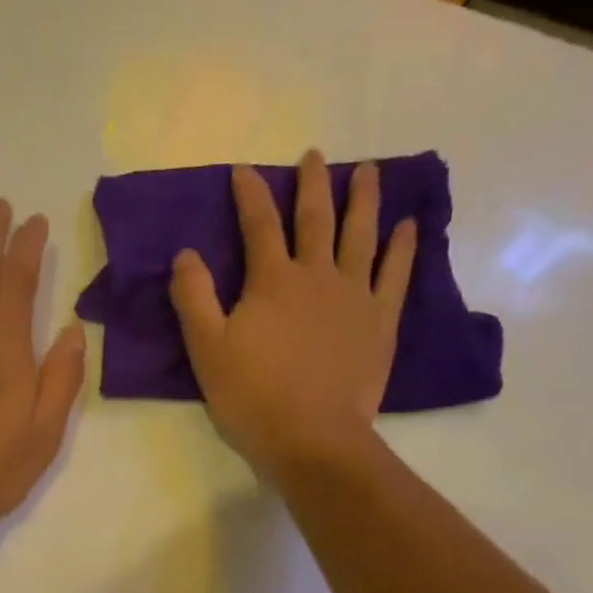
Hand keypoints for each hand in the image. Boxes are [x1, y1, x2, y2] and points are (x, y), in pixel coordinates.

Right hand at [169, 149, 416, 472]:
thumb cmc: (252, 396)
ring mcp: (354, 295)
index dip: (250, 194)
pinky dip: (402, 247)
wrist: (312, 437)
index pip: (259, 225)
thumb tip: (186, 254)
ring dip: (362, 199)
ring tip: (366, 171)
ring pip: (361, 235)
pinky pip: (395, 274)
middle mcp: (317, 275)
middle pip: (315, 218)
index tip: (244, 170)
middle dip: (311, 183)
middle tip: (314, 156)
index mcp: (272, 281)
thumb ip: (194, 298)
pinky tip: (407, 227)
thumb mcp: (207, 350)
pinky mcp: (380, 321)